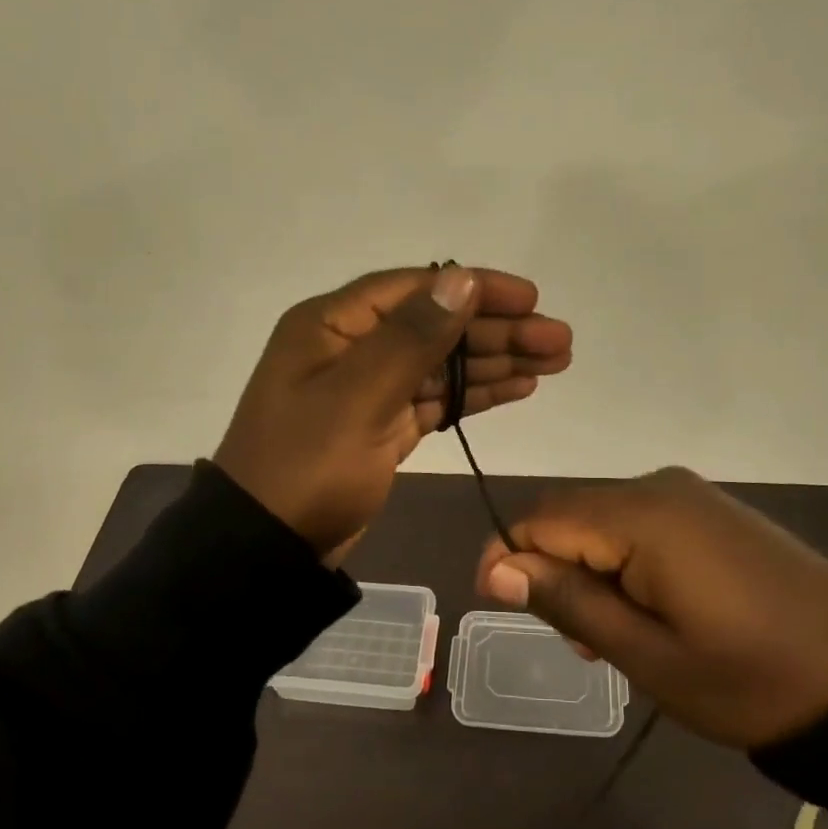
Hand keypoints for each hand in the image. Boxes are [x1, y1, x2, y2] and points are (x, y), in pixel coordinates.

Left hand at [215, 266, 572, 565]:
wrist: (267, 549)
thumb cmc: (306, 466)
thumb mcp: (358, 397)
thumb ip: (412, 337)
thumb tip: (462, 279)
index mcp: (333, 325)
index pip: (416, 289)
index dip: (476, 289)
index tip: (531, 298)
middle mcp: (351, 348)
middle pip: (436, 326)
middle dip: (499, 331)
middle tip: (560, 340)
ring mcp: (368, 389)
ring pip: (442, 364)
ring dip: (496, 361)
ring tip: (555, 362)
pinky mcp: (382, 428)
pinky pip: (435, 400)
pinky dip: (474, 394)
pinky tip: (517, 388)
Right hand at [474, 468, 827, 748]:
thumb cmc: (752, 679)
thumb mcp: (650, 656)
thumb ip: (570, 602)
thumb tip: (499, 567)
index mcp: (642, 516)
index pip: (542, 518)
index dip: (509, 557)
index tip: (498, 608)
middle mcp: (660, 487)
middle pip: (571, 514)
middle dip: (552, 569)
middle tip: (574, 641)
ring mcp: (691, 496)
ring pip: (604, 520)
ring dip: (588, 570)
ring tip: (611, 638)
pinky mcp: (713, 512)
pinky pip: (642, 524)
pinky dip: (624, 563)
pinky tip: (646, 610)